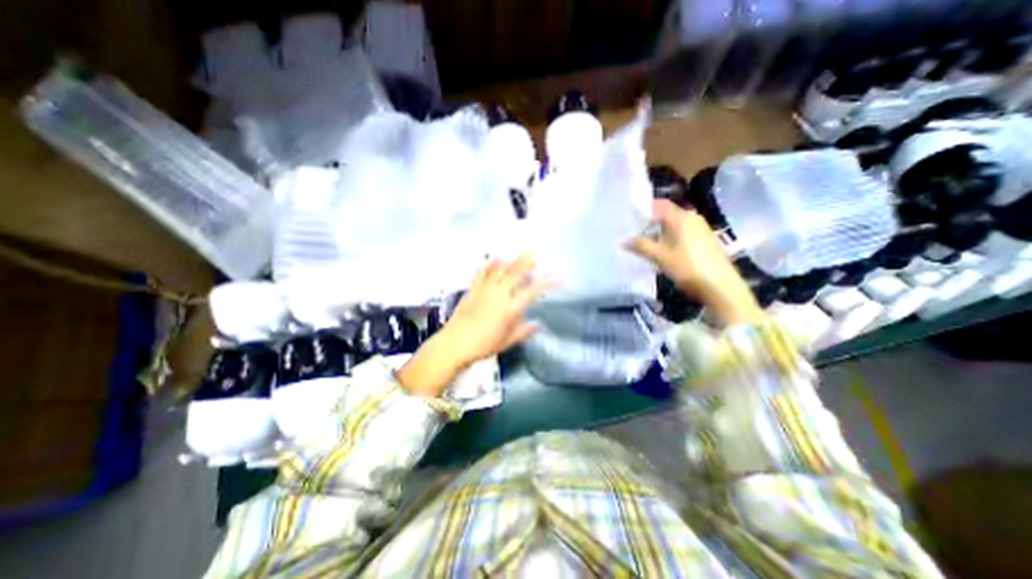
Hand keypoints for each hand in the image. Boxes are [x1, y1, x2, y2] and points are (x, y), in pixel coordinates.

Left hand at [443, 253, 556, 366]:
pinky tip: (494, 259)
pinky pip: (482, 272)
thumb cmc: (484, 345)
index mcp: (510, 308)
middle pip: (516, 273)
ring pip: (500, 269)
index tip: (557, 276)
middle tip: (537, 255)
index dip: (547, 282)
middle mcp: (499, 295)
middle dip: (528, 262)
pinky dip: (489, 264)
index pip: (533, 291)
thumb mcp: (508, 341)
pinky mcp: (473, 289)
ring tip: (518, 254)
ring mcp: (485, 290)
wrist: (455, 344)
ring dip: (511, 260)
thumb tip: (538, 325)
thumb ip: (524, 331)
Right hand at [629, 199, 764, 325]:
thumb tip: (622, 240)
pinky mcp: (705, 240)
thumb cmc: (688, 268)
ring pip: (675, 224)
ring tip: (645, 240)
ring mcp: (701, 229)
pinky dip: (670, 236)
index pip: (660, 204)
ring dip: (660, 230)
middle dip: (650, 220)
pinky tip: (663, 249)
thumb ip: (641, 246)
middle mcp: (693, 218)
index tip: (629, 215)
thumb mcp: (660, 257)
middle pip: (667, 213)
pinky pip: (683, 232)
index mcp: (682, 218)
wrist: (721, 287)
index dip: (644, 208)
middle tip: (633, 230)